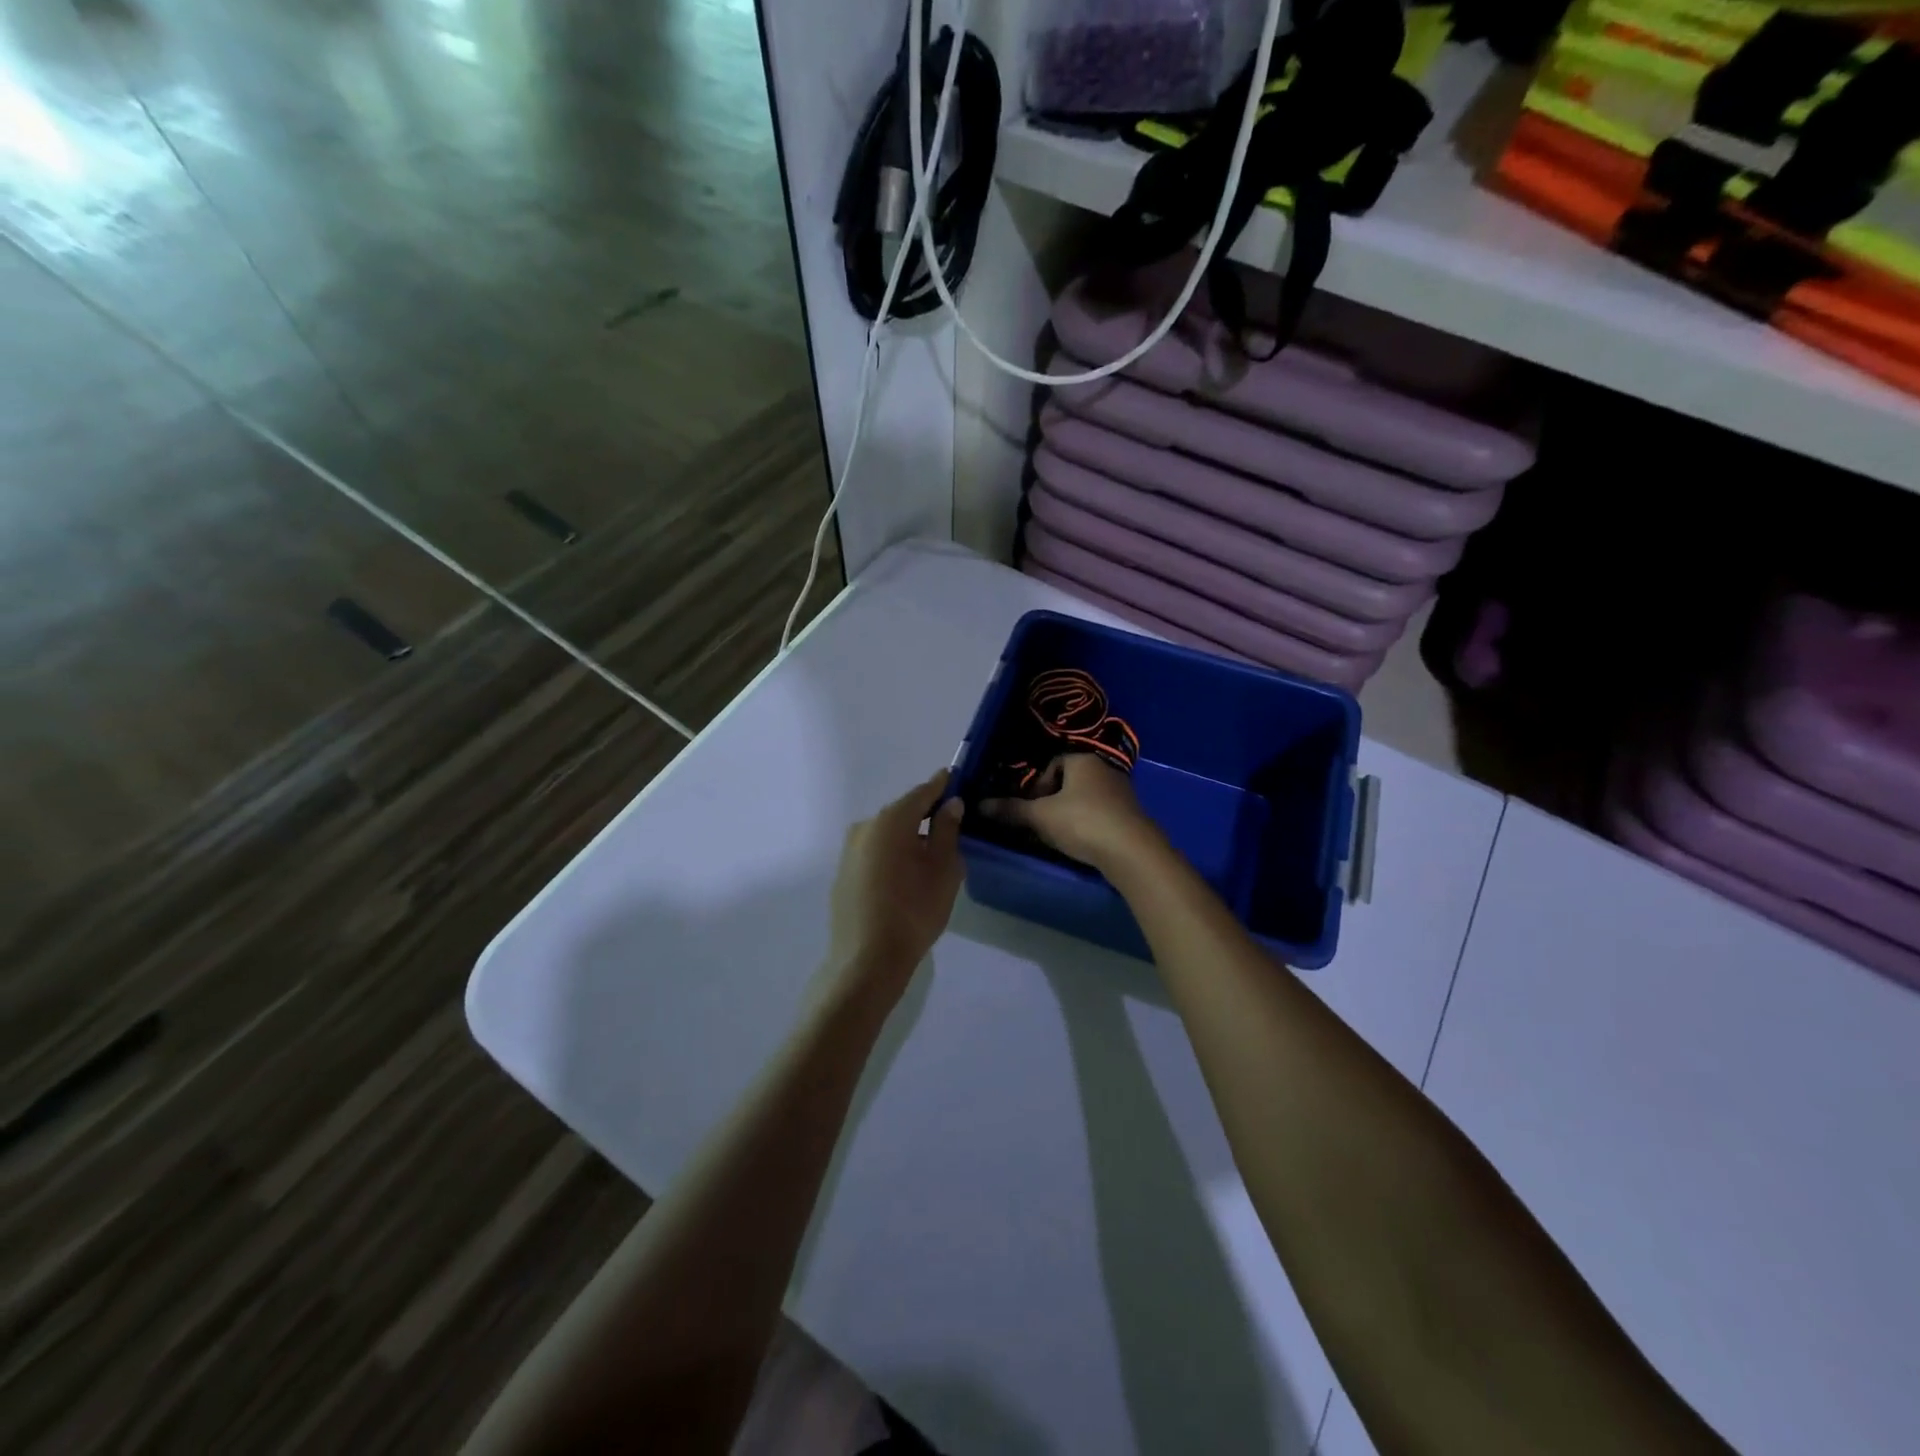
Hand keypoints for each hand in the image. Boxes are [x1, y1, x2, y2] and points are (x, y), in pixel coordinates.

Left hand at [825, 769, 965, 1008]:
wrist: (868, 960)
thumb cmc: (914, 910)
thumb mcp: (944, 869)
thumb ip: (948, 831)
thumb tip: (950, 804)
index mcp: (891, 820)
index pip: (922, 793)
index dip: (941, 785)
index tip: (954, 776)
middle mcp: (865, 827)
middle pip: (902, 813)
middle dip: (926, 815)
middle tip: (951, 824)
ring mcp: (850, 851)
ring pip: (888, 834)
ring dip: (908, 838)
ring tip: (932, 857)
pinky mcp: (843, 873)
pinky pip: (875, 853)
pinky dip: (893, 855)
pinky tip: (906, 877)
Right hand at [980, 754, 1164, 871]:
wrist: (1132, 852)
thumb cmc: (1082, 822)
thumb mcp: (1040, 816)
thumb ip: (1011, 810)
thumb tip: (980, 805)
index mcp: (1084, 761)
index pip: (1053, 764)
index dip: (1036, 785)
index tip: (1030, 808)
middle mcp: (1106, 770)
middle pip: (1069, 782)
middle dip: (1052, 802)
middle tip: (1040, 824)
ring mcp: (1123, 793)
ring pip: (1086, 800)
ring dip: (1070, 815)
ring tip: (1059, 837)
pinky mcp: (1132, 817)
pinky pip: (1102, 816)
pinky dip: (1089, 826)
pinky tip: (1083, 845)